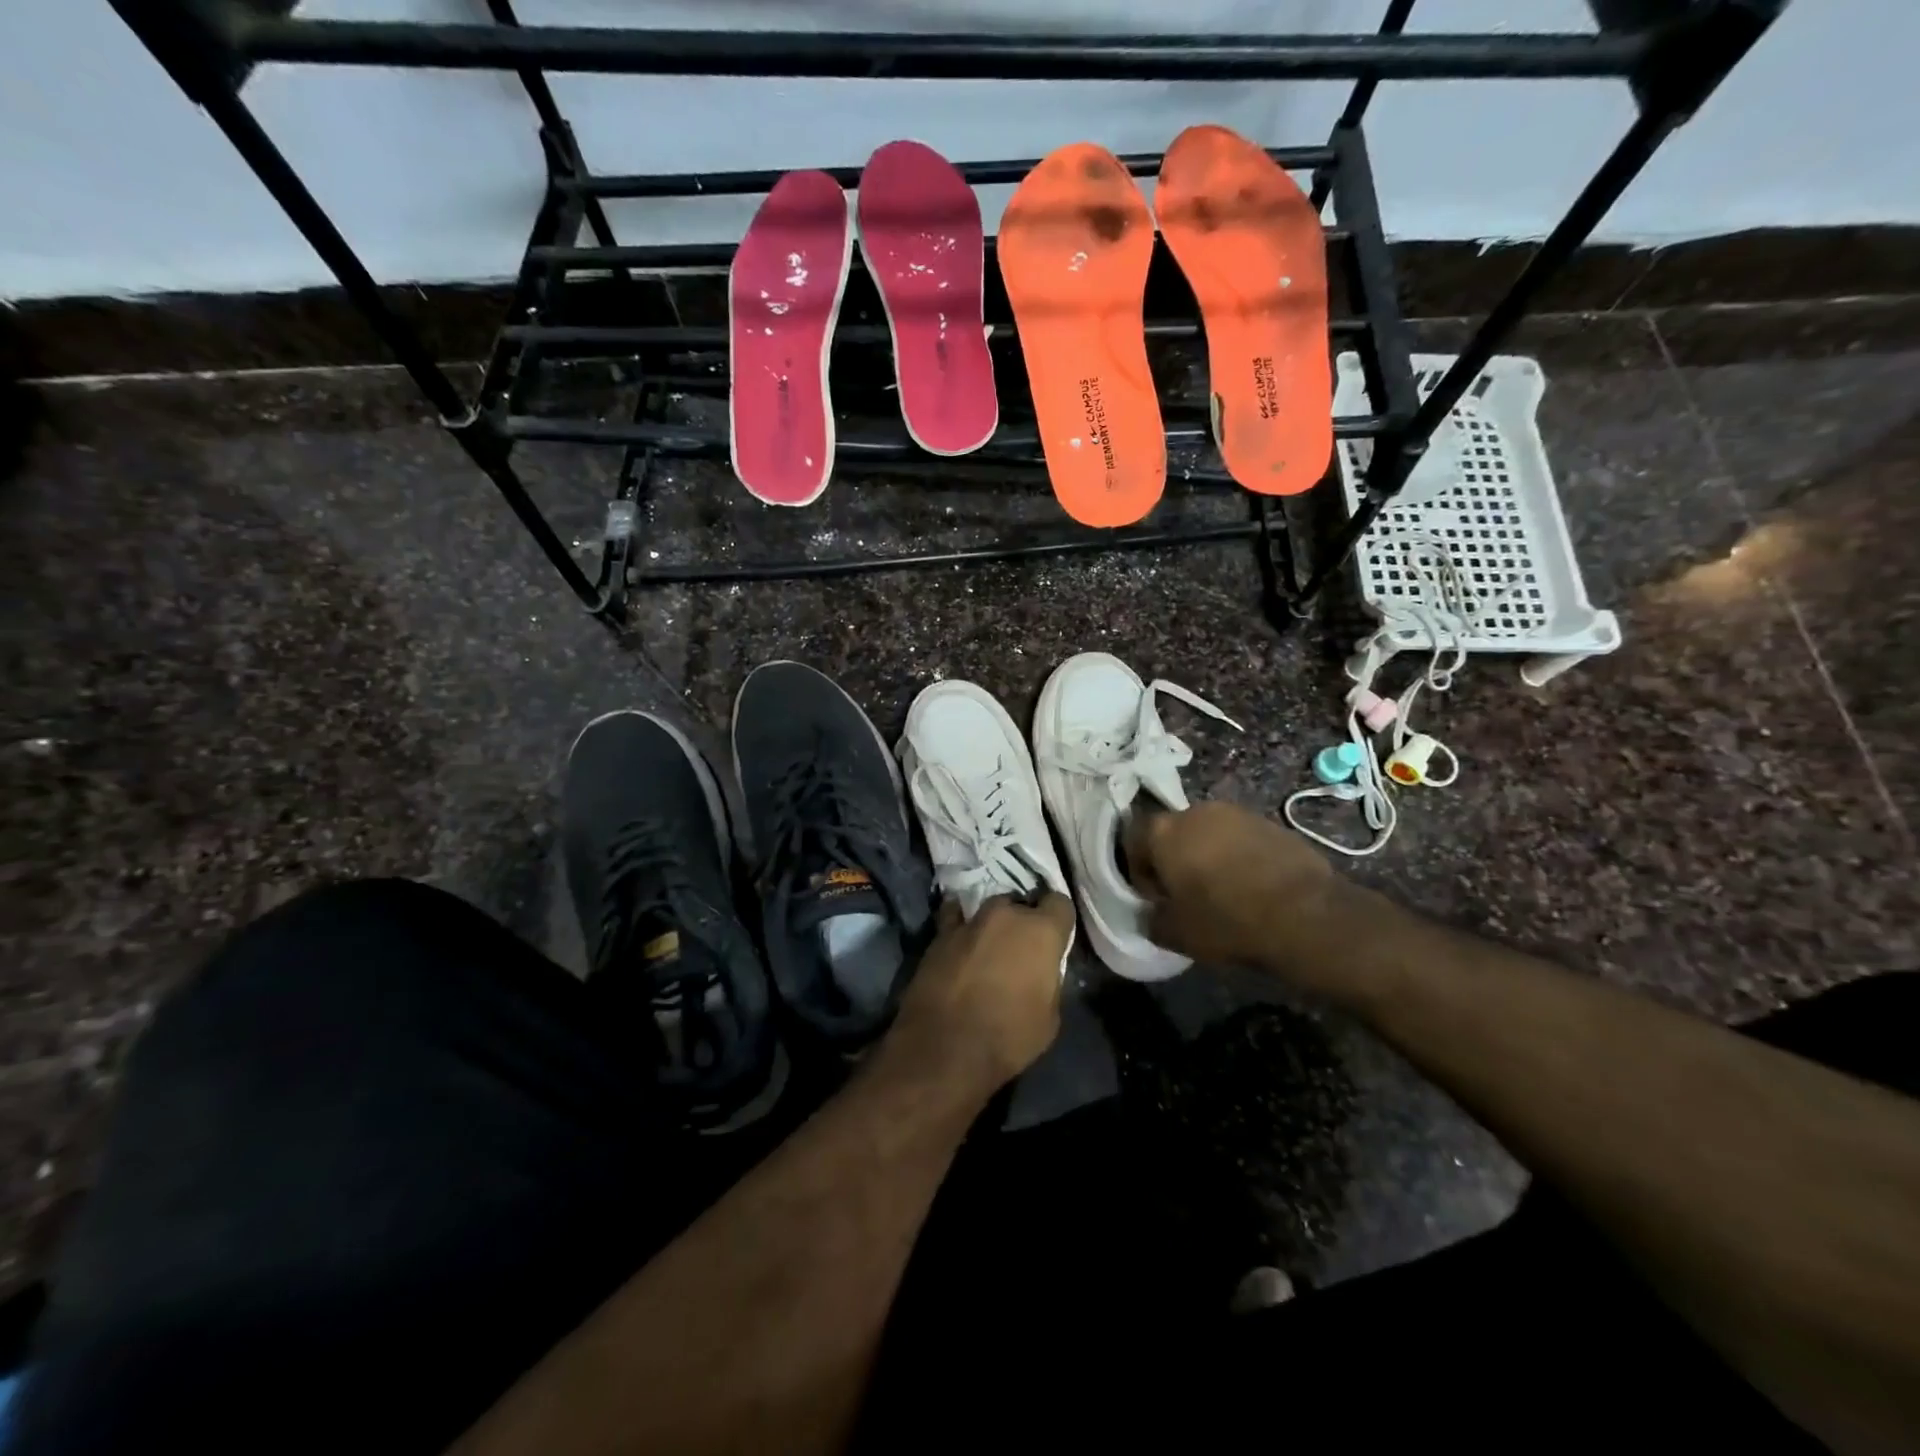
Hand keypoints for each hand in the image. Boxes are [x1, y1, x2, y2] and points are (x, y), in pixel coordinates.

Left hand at [888, 894, 1073, 1093]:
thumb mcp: (1050, 1017)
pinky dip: (960, 925)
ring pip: (989, 910)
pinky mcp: (940, 933)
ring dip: (992, 925)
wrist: (945, 1048)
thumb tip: (1041, 972)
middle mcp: (1007, 915)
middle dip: (1023, 922)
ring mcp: (970, 920)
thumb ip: (1049, 981)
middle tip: (1019, 949)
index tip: (1055, 939)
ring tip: (988, 948)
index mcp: (1041, 931)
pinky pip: (955, 918)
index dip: (1058, 922)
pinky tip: (959, 939)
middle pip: (1021, 905)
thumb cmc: (1008, 1037)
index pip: (1060, 904)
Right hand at [1126, 801, 1337, 969]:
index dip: (1140, 873)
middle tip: (1187, 895)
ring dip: (1209, 856)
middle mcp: (1196, 811)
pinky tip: (1253, 887)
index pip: (1134, 841)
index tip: (1156, 900)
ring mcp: (1237, 813)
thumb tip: (1152, 914)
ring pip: (1209, 833)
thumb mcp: (1176, 935)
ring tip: (1223, 891)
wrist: (1305, 916)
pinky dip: (1239, 857)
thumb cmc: (1226, 921)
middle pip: (1173, 833)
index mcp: (1164, 831)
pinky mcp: (1271, 823)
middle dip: (1175, 860)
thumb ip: (1152, 920)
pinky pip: (1241, 839)